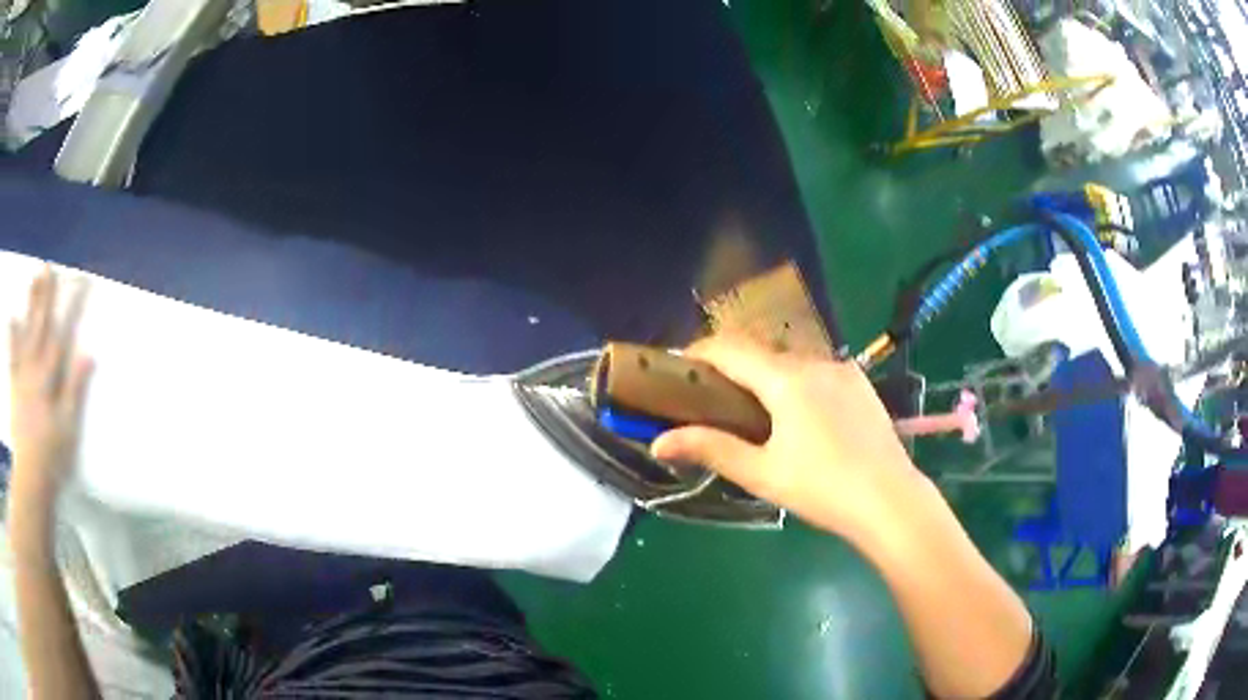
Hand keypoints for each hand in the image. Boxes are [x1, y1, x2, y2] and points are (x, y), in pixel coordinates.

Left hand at [8, 268, 92, 508]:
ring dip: (29, 306)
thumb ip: (74, 388)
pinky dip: (12, 335)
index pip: (61, 331)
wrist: (30, 477)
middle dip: (45, 295)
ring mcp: (21, 375)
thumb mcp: (67, 427)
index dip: (71, 304)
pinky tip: (12, 317)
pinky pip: (12, 355)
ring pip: (25, 332)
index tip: (80, 281)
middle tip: (49, 267)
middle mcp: (33, 367)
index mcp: (48, 376)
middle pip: (40, 325)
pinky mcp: (14, 387)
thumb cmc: (51, 455)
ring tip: (33, 279)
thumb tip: (88, 353)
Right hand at [651, 336, 923, 542]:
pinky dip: (796, 382)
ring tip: (754, 409)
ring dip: (766, 374)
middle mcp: (816, 362)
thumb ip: (710, 449)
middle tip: (712, 396)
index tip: (677, 366)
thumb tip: (657, 443)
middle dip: (732, 366)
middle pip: (762, 352)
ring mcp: (844, 370)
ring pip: (792, 361)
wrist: (891, 500)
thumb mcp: (762, 473)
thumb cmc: (822, 488)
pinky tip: (799, 415)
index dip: (700, 351)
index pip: (732, 349)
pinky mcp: (861, 384)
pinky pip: (818, 371)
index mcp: (788, 379)